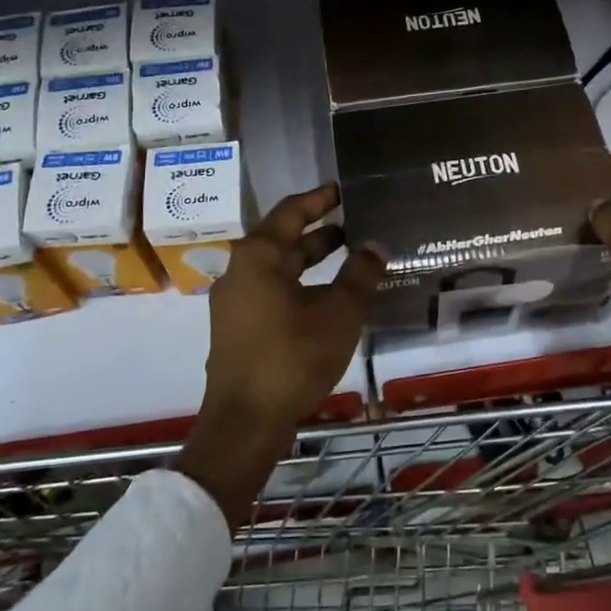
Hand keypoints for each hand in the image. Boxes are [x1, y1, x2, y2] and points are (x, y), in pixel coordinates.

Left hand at [179, 183, 384, 525]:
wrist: (246, 421)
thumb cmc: (293, 357)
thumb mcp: (338, 313)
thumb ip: (360, 274)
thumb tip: (375, 244)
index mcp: (258, 257)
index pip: (291, 212)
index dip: (319, 198)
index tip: (343, 189)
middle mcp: (240, 272)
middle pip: (282, 240)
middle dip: (320, 232)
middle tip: (355, 223)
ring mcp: (235, 302)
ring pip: (278, 269)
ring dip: (311, 261)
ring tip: (349, 257)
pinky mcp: (238, 328)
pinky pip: (272, 292)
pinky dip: (300, 285)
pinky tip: (328, 298)